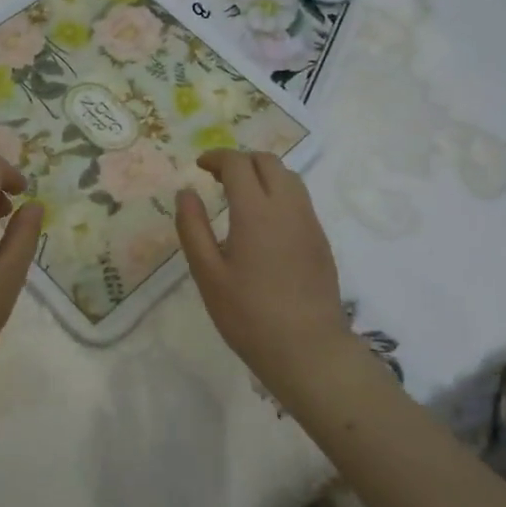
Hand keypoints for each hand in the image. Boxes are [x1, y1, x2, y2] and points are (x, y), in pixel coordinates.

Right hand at [175, 149, 351, 388]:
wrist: (308, 349)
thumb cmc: (248, 314)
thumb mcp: (207, 274)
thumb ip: (192, 228)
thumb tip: (185, 192)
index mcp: (256, 211)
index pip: (238, 164)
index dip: (217, 157)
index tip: (199, 166)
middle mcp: (287, 207)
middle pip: (268, 162)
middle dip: (241, 160)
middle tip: (217, 177)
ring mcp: (309, 222)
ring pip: (289, 177)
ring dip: (263, 173)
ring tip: (240, 194)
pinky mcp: (320, 240)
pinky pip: (299, 199)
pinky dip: (278, 192)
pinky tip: (263, 220)